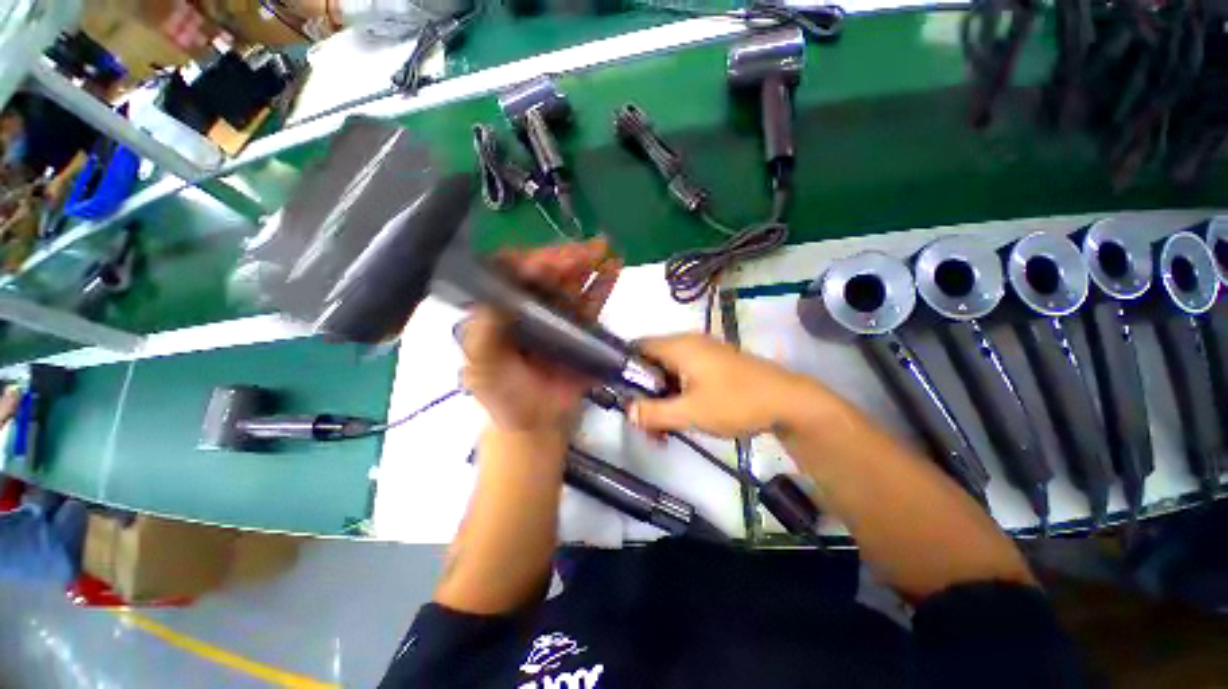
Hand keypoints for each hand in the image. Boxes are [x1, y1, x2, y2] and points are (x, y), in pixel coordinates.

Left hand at [461, 238, 620, 435]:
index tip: (546, 261)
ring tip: (604, 249)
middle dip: (565, 258)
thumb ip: (482, 337)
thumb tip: (493, 302)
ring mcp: (557, 315)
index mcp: (500, 310)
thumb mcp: (483, 369)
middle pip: (546, 273)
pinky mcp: (580, 327)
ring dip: (587, 262)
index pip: (510, 274)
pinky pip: (592, 301)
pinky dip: (603, 284)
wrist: (539, 422)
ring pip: (571, 282)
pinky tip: (614, 268)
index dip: (527, 262)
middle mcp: (528, 306)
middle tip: (585, 251)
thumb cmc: (505, 397)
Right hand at [628, 333, 822, 437]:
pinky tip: (681, 417)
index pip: (638, 346)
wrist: (788, 402)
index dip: (623, 367)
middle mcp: (688, 343)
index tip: (620, 394)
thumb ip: (655, 413)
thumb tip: (627, 411)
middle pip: (652, 362)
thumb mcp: (691, 412)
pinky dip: (677, 394)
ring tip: (662, 429)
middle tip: (644, 422)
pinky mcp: (714, 364)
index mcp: (679, 346)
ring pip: (669, 371)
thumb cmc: (736, 402)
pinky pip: (685, 375)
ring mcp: (703, 353)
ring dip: (661, 397)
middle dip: (644, 392)